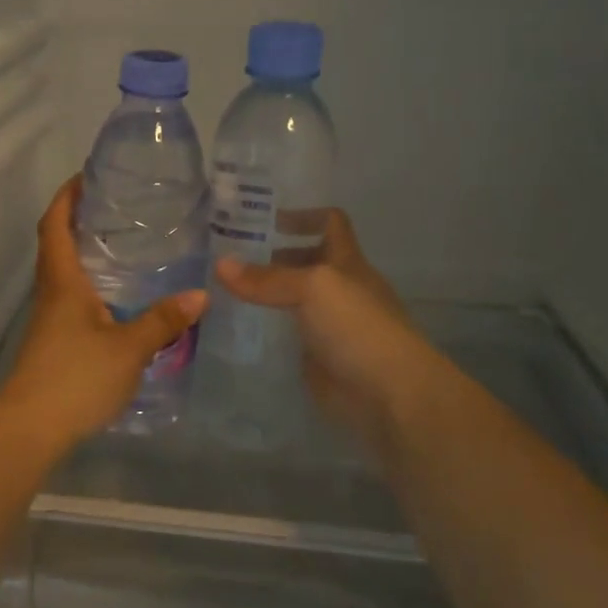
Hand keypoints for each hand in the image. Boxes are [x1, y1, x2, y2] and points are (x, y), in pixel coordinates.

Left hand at [0, 177, 207, 446]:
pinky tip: (118, 300)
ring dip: (84, 254)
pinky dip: (90, 287)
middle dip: (78, 220)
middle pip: (56, 245)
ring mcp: (49, 320)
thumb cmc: (76, 377)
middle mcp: (51, 293)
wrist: (30, 427)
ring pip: (63, 274)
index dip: (66, 197)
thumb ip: (163, 321)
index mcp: (63, 282)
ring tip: (124, 247)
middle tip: (116, 209)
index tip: (86, 177)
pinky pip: (71, 300)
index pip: (54, 225)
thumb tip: (200, 295)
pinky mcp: (53, 342)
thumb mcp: (129, 348)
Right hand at [215, 212, 441, 455]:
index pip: (330, 223)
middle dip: (272, 257)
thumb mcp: (312, 288)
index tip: (263, 220)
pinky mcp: (316, 358)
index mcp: (346, 263)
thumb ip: (267, 278)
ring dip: (264, 296)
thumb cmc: (357, 326)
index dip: (302, 216)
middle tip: (225, 258)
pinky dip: (265, 332)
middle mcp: (338, 289)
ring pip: (292, 301)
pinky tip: (235, 330)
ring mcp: (328, 326)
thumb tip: (220, 265)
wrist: (387, 392)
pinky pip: (286, 337)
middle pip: (306, 262)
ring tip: (220, 292)